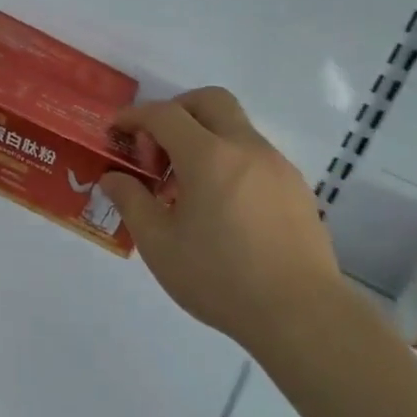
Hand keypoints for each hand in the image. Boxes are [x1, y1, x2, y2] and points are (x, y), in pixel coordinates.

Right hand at [99, 87, 340, 351]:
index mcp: (209, 156)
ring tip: (186, 188)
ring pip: (234, 127)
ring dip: (203, 138)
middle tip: (157, 149)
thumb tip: (113, 177)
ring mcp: (277, 165)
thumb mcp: (159, 244)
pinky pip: (254, 155)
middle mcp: (246, 148)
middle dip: (175, 111)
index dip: (134, 116)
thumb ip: (132, 202)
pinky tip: (221, 207)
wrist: (303, 315)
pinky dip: (229, 161)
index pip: (164, 114)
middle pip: (208, 100)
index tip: (116, 133)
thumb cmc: (221, 278)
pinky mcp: (296, 188)